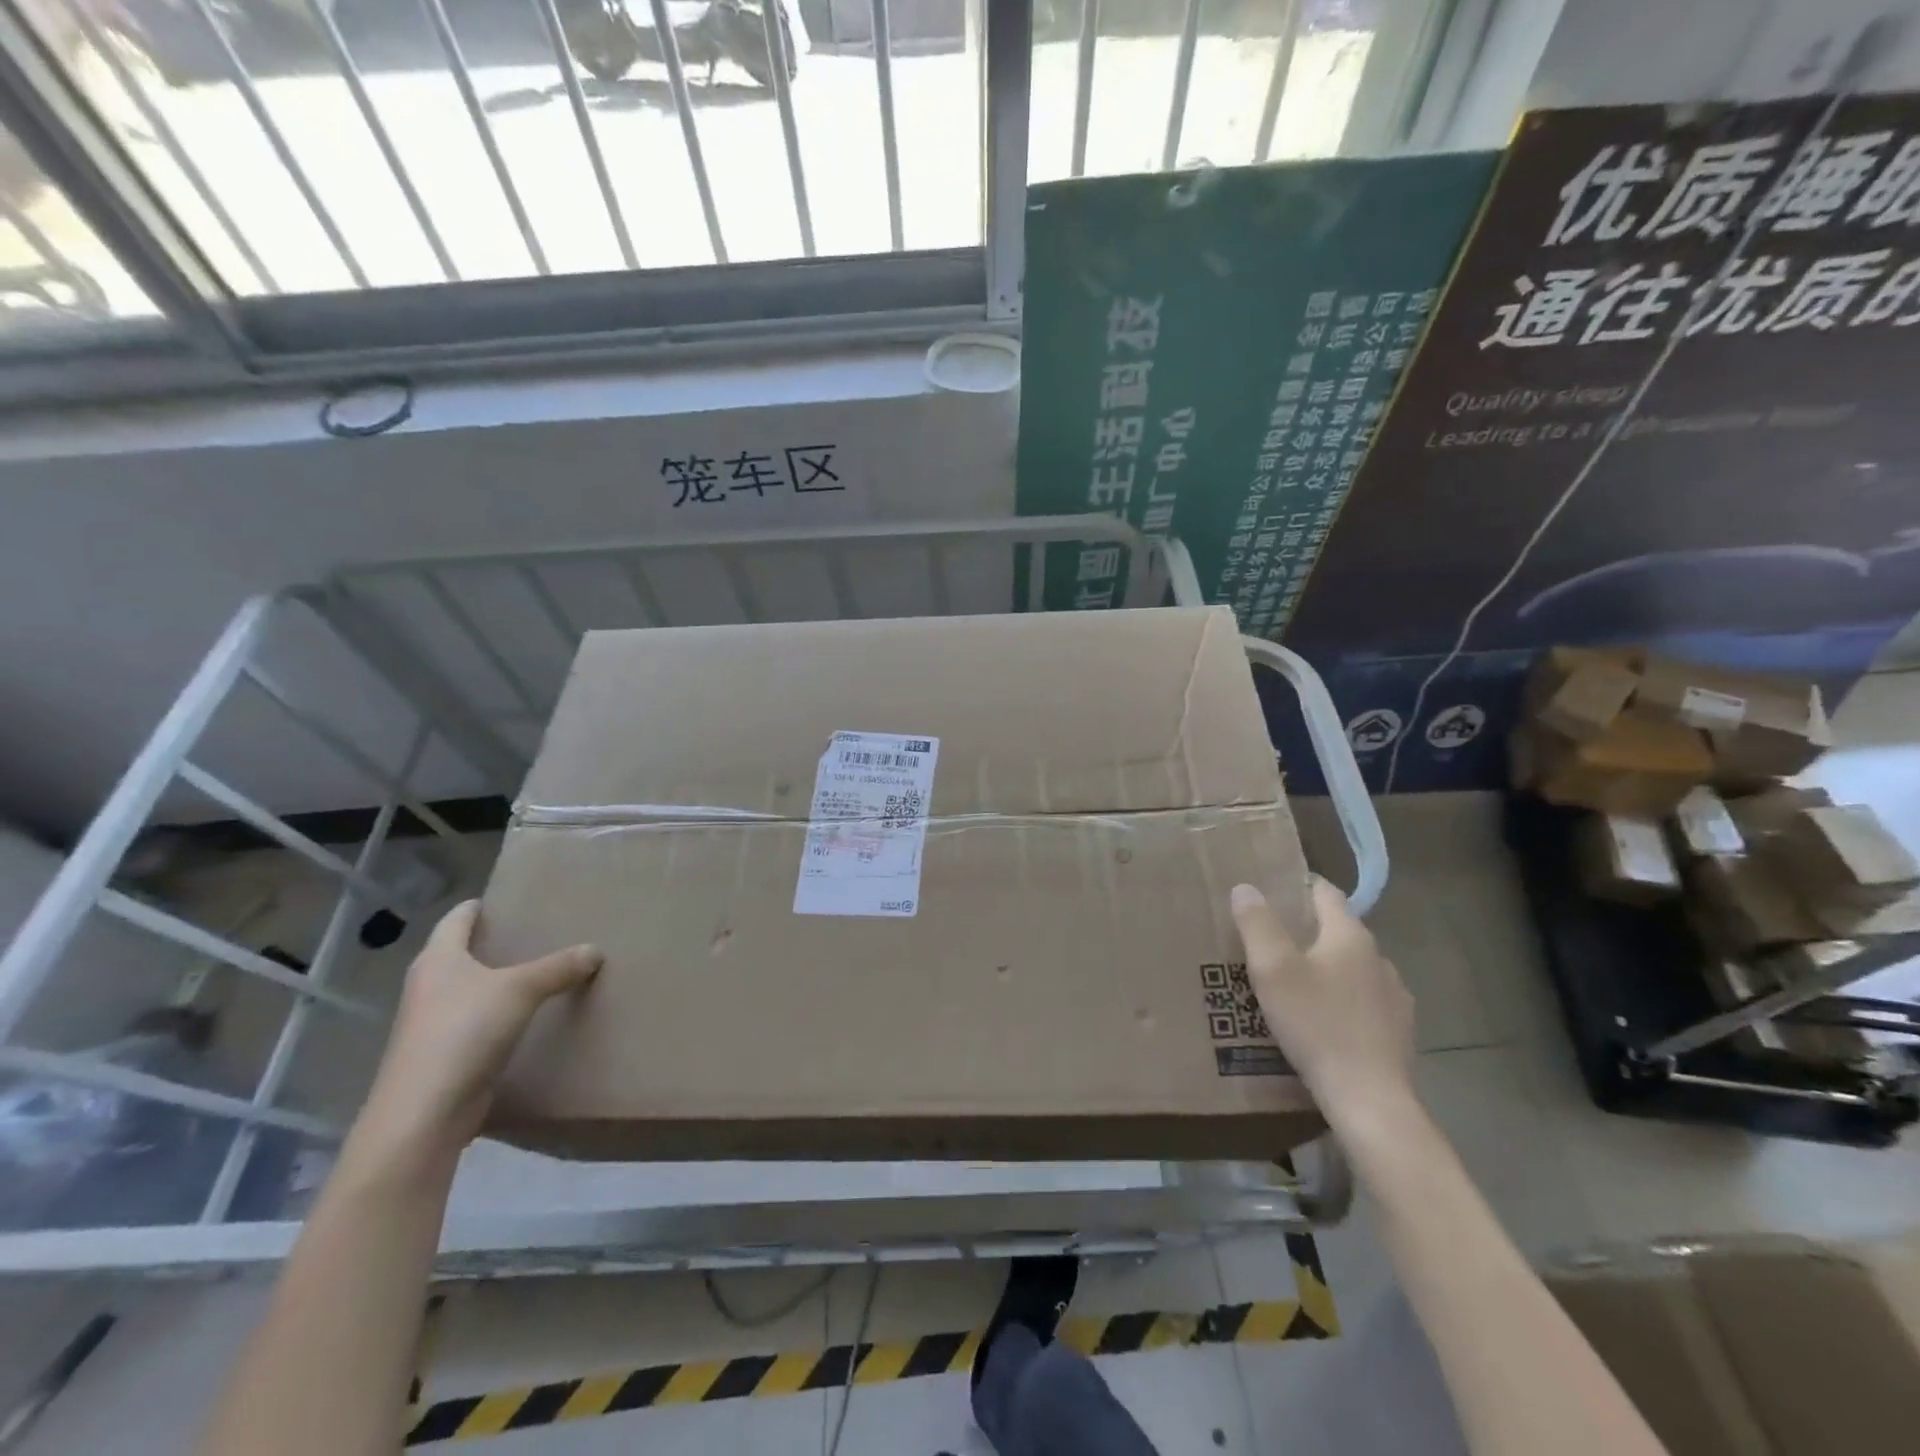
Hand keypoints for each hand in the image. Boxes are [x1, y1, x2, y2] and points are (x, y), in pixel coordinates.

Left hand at [351, 900, 600, 1170]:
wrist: (422, 1115)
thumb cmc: (463, 1033)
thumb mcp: (520, 990)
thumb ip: (558, 967)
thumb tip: (594, 950)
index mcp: (438, 959)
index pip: (457, 918)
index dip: (481, 906)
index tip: (512, 899)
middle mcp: (429, 986)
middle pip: (462, 953)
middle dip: (496, 943)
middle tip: (540, 932)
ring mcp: (432, 1023)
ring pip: (470, 989)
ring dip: (499, 981)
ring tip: (542, 972)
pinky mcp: (444, 1056)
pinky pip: (477, 1022)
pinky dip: (501, 1014)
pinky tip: (529, 1017)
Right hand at [1229, 878, 1414, 1126]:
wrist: (1369, 1098)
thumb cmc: (1315, 1024)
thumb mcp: (1272, 970)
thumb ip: (1257, 924)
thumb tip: (1246, 888)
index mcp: (1350, 936)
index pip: (1326, 892)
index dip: (1299, 887)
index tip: (1271, 892)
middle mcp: (1378, 958)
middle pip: (1338, 930)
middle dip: (1306, 931)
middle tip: (1269, 942)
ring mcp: (1394, 996)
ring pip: (1352, 967)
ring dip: (1327, 968)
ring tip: (1294, 985)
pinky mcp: (1398, 1030)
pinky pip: (1364, 1001)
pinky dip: (1343, 1000)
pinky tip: (1323, 1021)